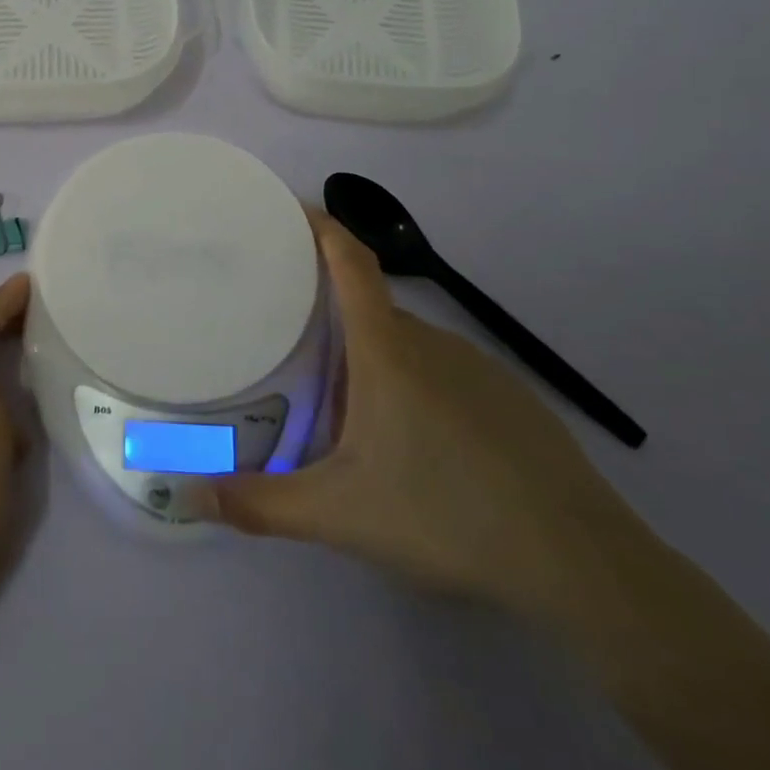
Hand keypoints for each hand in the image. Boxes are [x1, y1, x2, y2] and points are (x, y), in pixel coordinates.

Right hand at [202, 216, 636, 622]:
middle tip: (289, 342)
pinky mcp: (509, 397)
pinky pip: (443, 372)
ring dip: (370, 360)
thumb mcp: (339, 514)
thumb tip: (189, 495)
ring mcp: (478, 367)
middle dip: (329, 315)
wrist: (579, 560)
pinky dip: (413, 386)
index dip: (319, 226)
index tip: (287, 209)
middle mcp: (431, 342)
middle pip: (370, 307)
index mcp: (387, 350)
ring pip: (406, 345)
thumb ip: (260, 504)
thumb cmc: (445, 515)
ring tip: (343, 409)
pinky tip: (413, 447)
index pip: (349, 261)